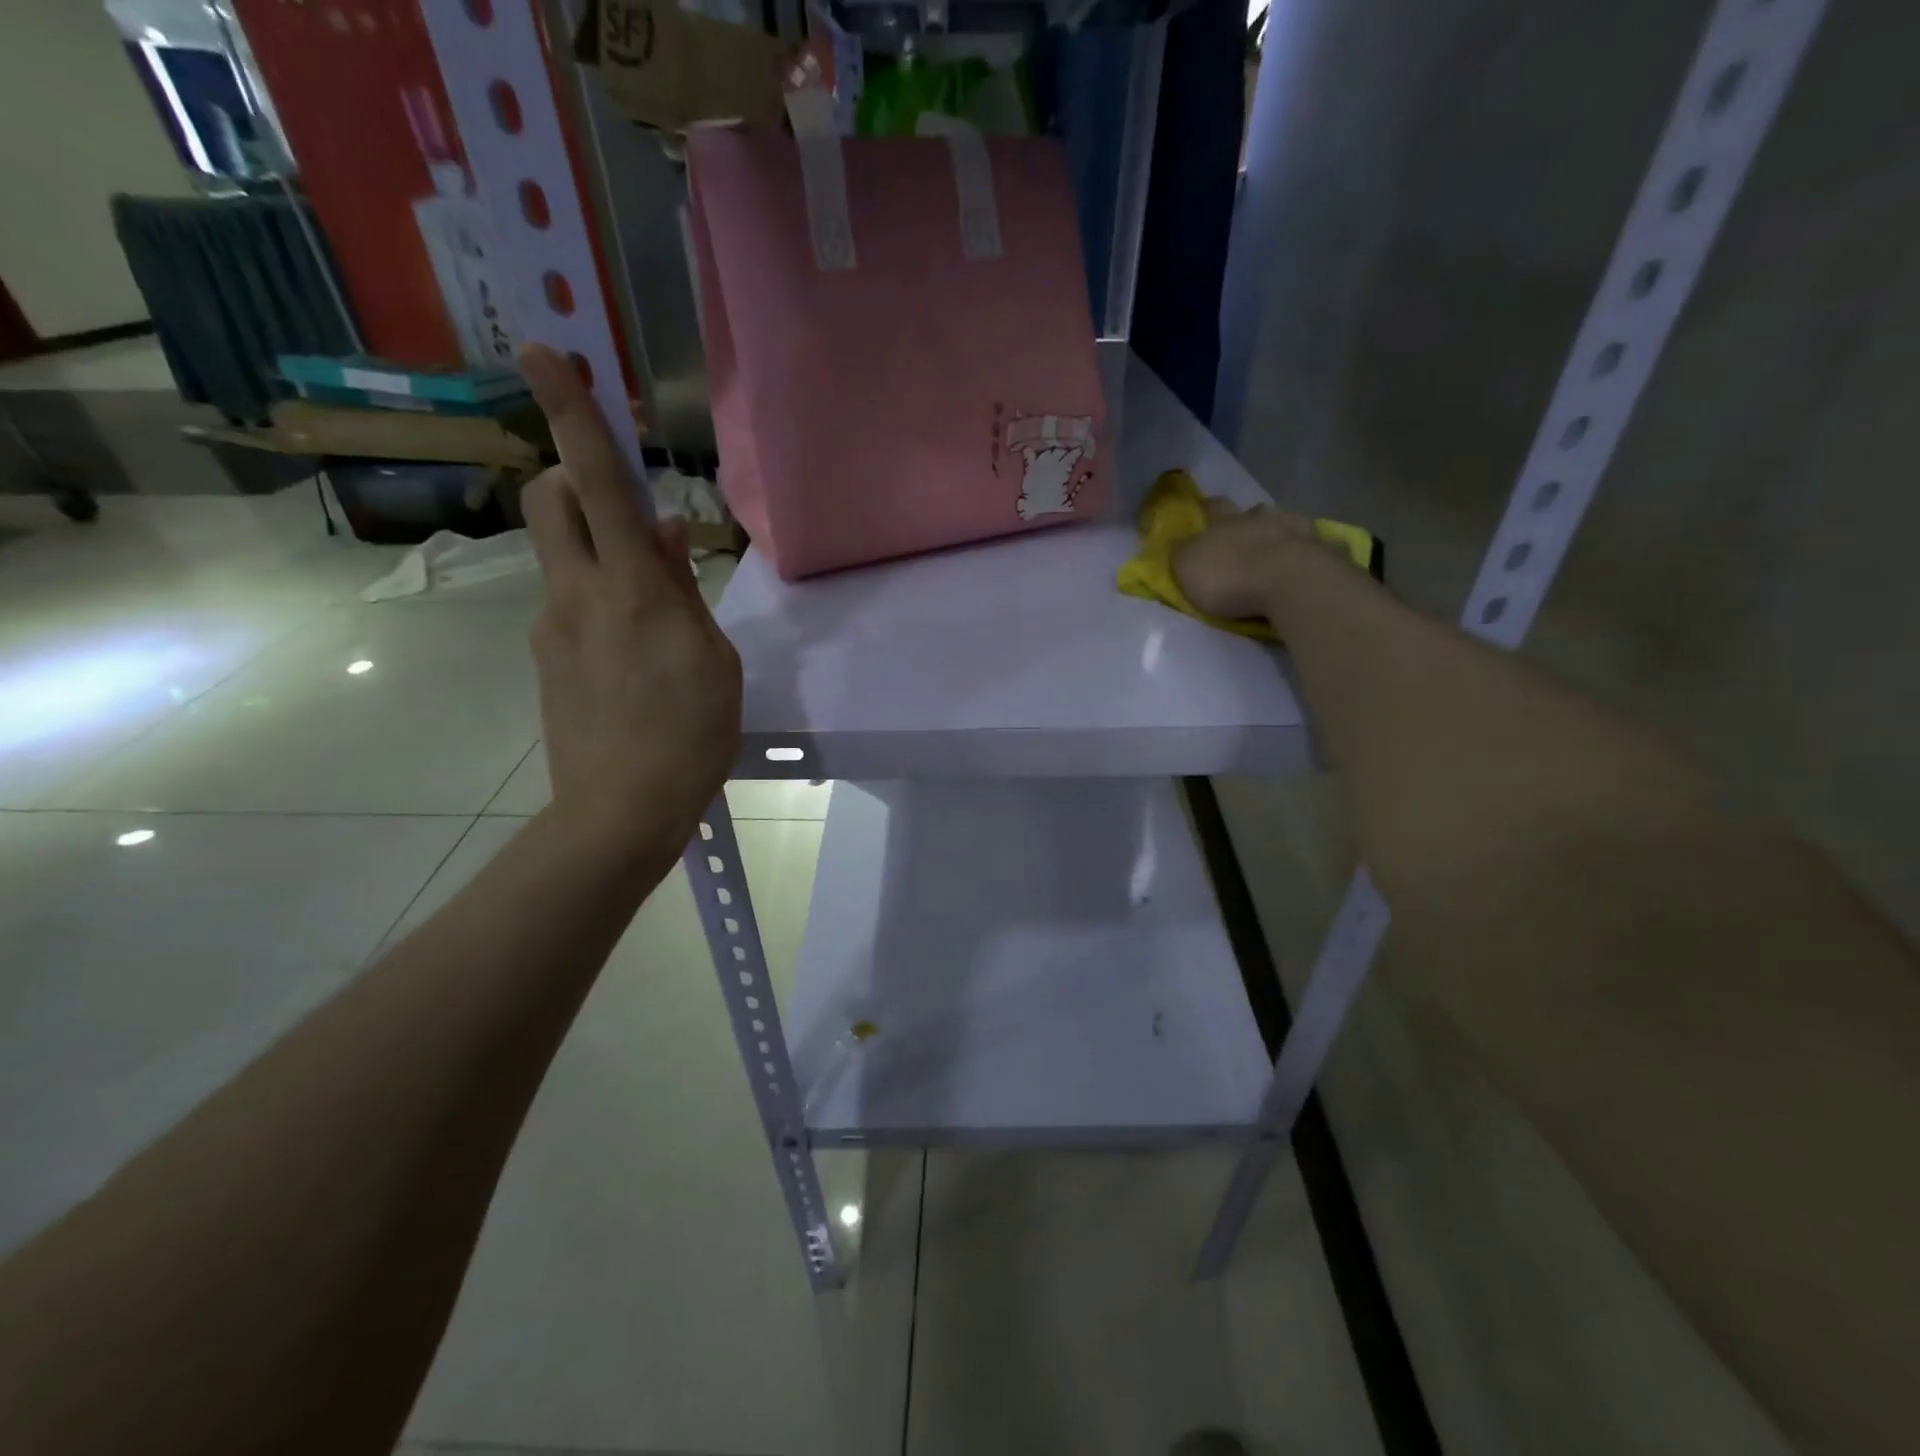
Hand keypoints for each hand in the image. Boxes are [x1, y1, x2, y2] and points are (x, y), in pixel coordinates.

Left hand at [519, 345, 741, 853]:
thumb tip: (657, 533)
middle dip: (570, 479)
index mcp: (629, 589)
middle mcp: (575, 594)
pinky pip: (567, 606)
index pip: (596, 482)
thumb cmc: (690, 733)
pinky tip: (633, 659)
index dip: (571, 414)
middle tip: (618, 511)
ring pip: (560, 557)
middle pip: (547, 501)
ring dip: (596, 555)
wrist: (621, 810)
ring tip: (650, 618)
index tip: (541, 353)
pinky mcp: (544, 660)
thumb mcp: (711, 657)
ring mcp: (549, 628)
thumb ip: (681, 588)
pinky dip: (597, 604)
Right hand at [1170, 499, 1317, 621]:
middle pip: (1253, 511)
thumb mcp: (1187, 567)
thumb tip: (1182, 544)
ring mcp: (1297, 530)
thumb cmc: (1229, 576)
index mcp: (1225, 522)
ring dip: (1282, 531)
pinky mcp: (1324, 550)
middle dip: (1249, 518)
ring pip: (1288, 522)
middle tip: (1246, 531)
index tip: (1205, 510)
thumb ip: (1183, 554)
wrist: (1288, 581)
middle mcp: (1261, 518)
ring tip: (1281, 546)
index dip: (1208, 509)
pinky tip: (1313, 559)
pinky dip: (1313, 550)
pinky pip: (1318, 545)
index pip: (1213, 507)